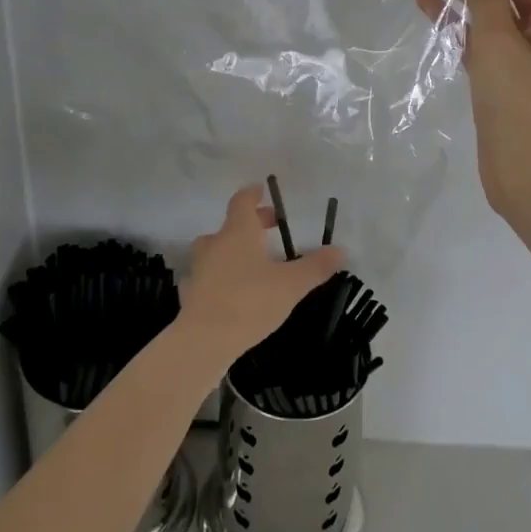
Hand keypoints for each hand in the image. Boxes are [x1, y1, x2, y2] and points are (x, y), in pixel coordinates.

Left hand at [179, 186, 345, 363]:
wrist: (203, 341)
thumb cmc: (249, 302)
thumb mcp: (291, 285)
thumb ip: (315, 266)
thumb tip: (340, 250)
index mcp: (238, 233)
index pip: (242, 202)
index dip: (253, 194)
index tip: (262, 190)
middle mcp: (215, 244)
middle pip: (231, 225)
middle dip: (251, 224)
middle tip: (270, 229)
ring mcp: (198, 269)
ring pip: (216, 250)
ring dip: (233, 250)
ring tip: (253, 263)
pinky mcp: (190, 294)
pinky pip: (206, 276)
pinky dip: (218, 276)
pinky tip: (229, 291)